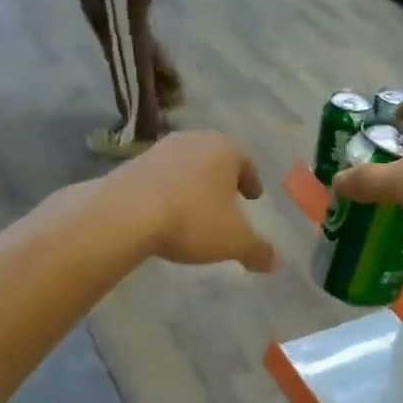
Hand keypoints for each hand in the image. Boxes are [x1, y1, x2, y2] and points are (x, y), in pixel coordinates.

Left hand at [106, 132, 277, 273]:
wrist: (126, 214)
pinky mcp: (133, 162)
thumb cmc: (192, 220)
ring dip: (194, 182)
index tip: (253, 196)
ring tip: (196, 206)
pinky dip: (169, 189)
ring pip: (187, 164)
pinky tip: (167, 209)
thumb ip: (257, 250)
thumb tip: (275, 263)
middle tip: (227, 198)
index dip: (252, 181)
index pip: (247, 163)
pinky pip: (161, 175)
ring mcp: (161, 148)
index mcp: (226, 150)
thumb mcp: (233, 241)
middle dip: (223, 179)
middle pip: (216, 158)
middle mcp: (195, 140)